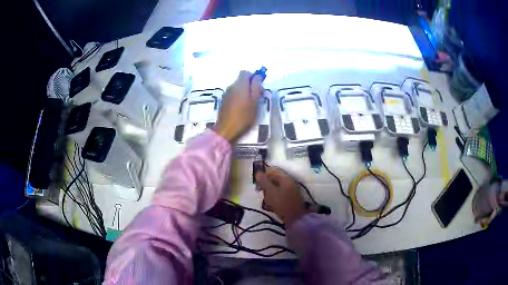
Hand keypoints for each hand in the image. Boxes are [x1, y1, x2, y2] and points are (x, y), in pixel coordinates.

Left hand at [214, 71, 263, 142]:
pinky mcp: (224, 101)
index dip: (253, 76)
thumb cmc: (243, 116)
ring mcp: (226, 94)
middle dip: (249, 84)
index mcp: (240, 85)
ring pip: (237, 87)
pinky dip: (239, 97)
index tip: (258, 85)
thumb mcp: (254, 101)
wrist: (226, 130)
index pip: (245, 72)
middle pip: (241, 79)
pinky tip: (242, 108)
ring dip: (244, 91)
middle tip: (257, 96)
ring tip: (250, 104)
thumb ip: (256, 87)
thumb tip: (257, 76)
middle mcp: (231, 86)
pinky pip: (233, 94)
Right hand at [255, 167, 305, 226]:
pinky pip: (280, 193)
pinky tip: (270, 203)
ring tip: (265, 199)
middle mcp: (289, 181)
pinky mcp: (291, 197)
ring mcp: (291, 189)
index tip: (256, 184)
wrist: (295, 218)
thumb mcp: (270, 191)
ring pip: (277, 186)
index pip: (272, 171)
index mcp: (285, 178)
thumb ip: (264, 181)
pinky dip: (274, 196)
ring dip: (269, 191)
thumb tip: (258, 173)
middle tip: (259, 191)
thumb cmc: (281, 203)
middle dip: (266, 184)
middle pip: (275, 179)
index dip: (263, 176)